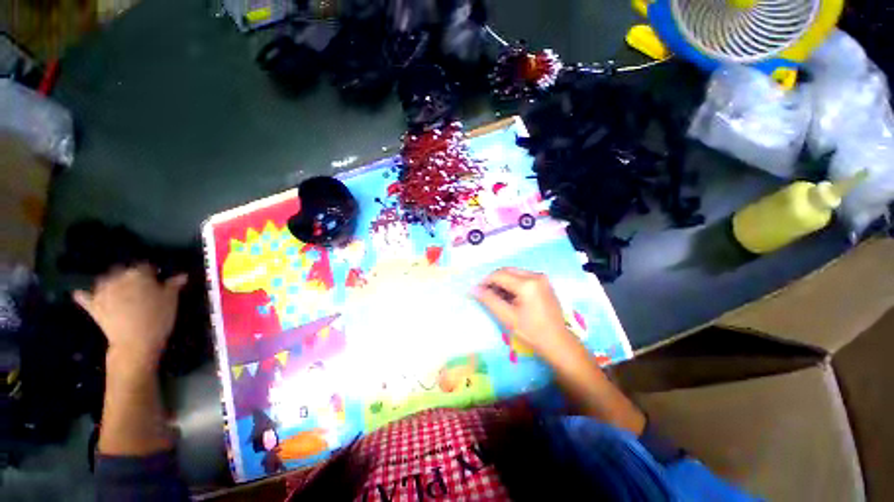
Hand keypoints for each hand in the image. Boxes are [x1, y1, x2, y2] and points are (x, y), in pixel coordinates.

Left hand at [74, 265, 186, 371]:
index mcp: (139, 274)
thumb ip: (173, 285)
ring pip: (104, 280)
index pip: (146, 266)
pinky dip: (83, 295)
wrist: (135, 342)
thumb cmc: (158, 318)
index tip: (157, 279)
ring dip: (110, 282)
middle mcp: (118, 277)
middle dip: (129, 276)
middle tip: (139, 286)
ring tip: (117, 289)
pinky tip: (81, 293)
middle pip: (123, 271)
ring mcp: (102, 291)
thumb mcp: (171, 300)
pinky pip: (84, 297)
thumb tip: (182, 275)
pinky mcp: (92, 305)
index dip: (152, 272)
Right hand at [473, 267, 577, 359]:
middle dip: (494, 280)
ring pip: (514, 273)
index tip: (476, 290)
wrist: (558, 342)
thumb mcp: (507, 317)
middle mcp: (535, 275)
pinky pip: (523, 277)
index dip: (485, 281)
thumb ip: (489, 300)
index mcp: (527, 284)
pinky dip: (512, 284)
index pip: (499, 275)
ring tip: (496, 297)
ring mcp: (541, 278)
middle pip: (507, 271)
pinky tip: (509, 297)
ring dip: (503, 282)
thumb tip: (473, 289)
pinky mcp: (544, 282)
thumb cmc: (532, 332)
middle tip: (485, 293)